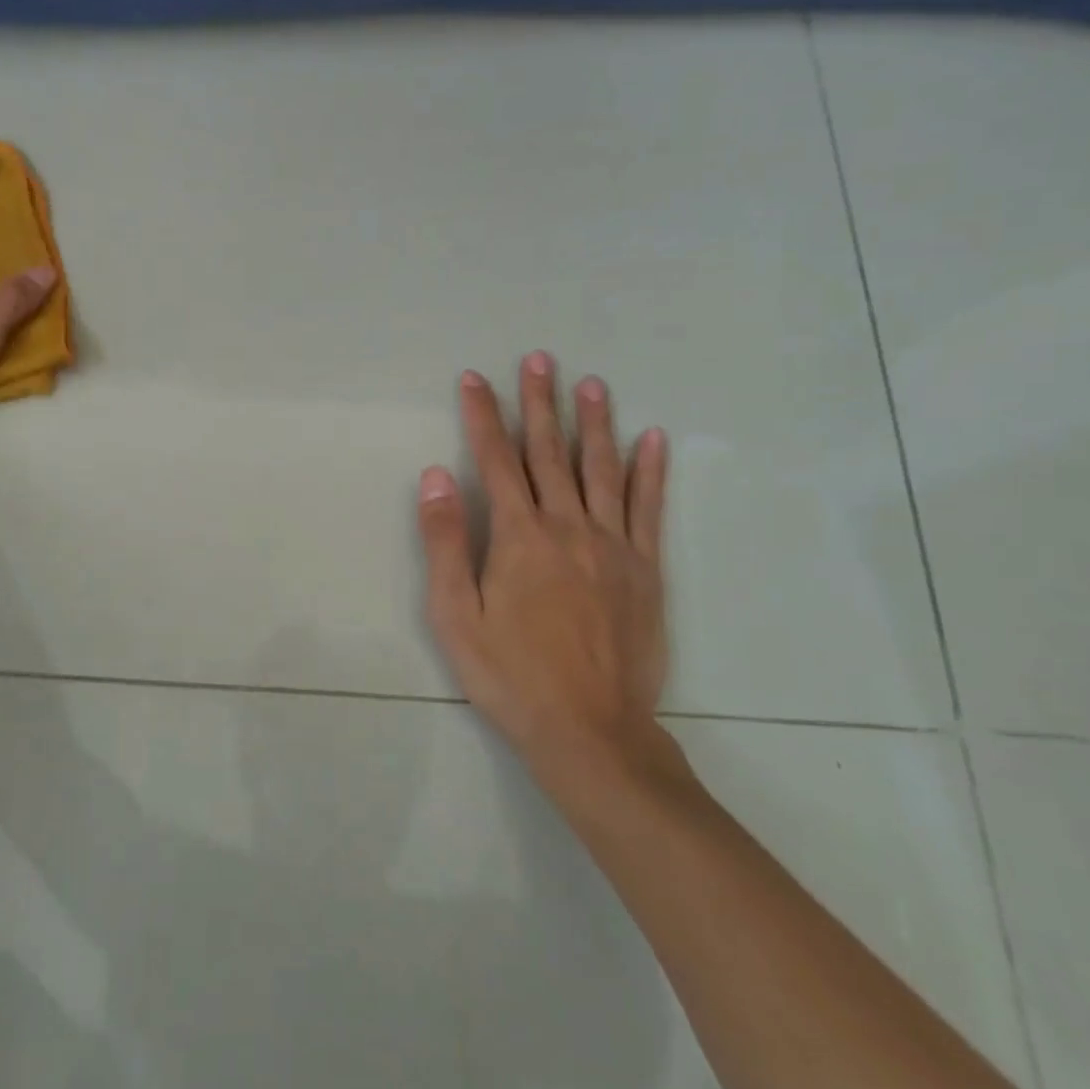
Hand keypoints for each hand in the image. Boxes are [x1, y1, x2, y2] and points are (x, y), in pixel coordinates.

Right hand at [417, 354, 677, 805]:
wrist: (591, 730)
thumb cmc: (511, 674)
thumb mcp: (456, 615)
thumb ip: (446, 541)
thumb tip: (436, 475)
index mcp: (519, 536)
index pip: (495, 459)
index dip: (483, 415)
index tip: (475, 378)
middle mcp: (568, 526)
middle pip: (550, 452)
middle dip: (540, 402)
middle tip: (539, 358)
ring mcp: (613, 545)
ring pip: (602, 469)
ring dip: (594, 422)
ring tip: (590, 383)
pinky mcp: (646, 569)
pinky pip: (648, 508)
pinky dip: (651, 471)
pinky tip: (653, 439)